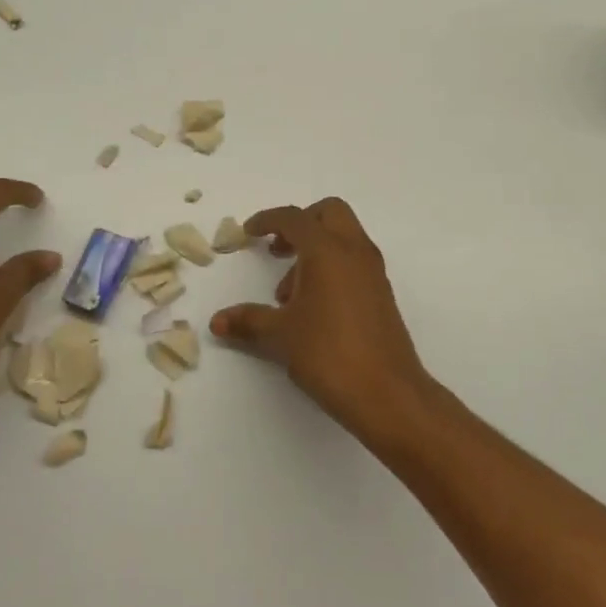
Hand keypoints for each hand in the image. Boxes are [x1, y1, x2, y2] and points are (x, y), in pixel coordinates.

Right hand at [211, 198, 439, 446]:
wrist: (388, 393)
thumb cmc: (329, 354)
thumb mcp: (280, 336)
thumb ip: (248, 321)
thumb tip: (217, 321)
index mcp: (327, 250)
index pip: (294, 218)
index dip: (267, 220)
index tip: (249, 232)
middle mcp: (354, 251)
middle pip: (329, 212)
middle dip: (300, 223)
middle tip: (277, 250)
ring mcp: (373, 271)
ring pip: (343, 237)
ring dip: (314, 249)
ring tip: (288, 293)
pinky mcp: (381, 293)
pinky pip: (353, 261)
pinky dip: (331, 267)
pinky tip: (312, 307)